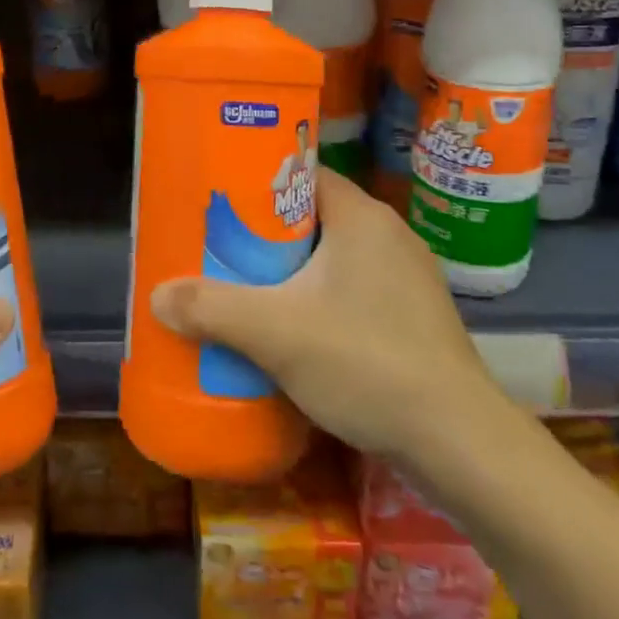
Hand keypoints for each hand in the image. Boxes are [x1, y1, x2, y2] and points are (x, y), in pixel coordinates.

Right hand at [150, 168, 507, 478]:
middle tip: (220, 249)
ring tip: (246, 289)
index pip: (301, 173)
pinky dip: (319, 299)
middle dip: (265, 233)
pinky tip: (294, 330)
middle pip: (312, 216)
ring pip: (332, 257)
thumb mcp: (275, 332)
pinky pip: (353, 289)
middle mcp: (389, 234)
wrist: (461, 444)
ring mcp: (407, 278)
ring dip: (292, 270)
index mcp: (361, 215)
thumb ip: (212, 309)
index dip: (257, 182)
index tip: (218, 201)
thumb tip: (156, 296)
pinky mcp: (414, 317)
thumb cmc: (367, 362)